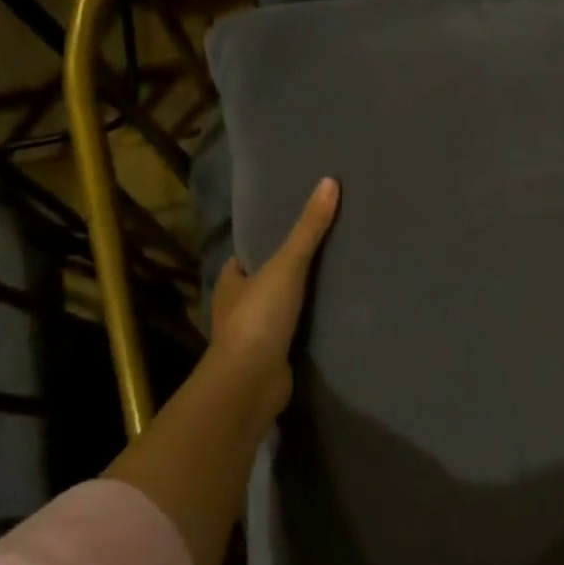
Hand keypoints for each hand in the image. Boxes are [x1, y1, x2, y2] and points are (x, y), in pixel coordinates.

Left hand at [207, 176, 339, 408]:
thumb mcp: (286, 266)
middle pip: (261, 284)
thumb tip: (330, 181)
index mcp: (230, 284)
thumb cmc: (259, 318)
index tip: (289, 233)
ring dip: (296, 304)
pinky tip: (330, 321)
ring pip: (276, 312)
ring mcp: (253, 338)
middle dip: (283, 274)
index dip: (262, 246)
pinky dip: (305, 330)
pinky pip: (291, 337)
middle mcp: (236, 309)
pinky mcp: (271, 361)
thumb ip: (309, 228)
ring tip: (332, 285)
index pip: (244, 259)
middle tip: (321, 255)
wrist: (250, 383)